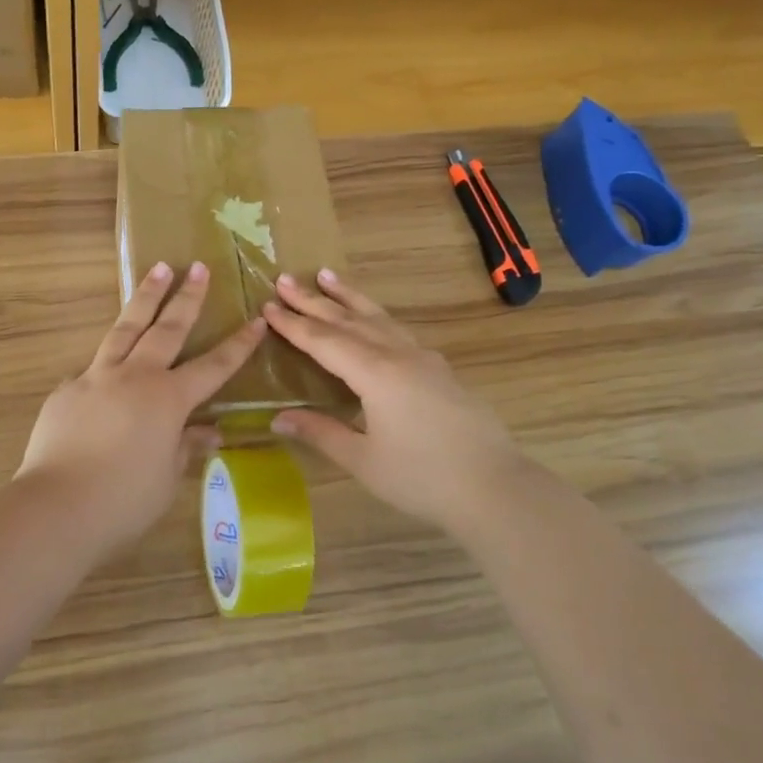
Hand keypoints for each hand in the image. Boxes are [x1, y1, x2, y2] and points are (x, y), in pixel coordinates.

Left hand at [17, 261, 265, 552]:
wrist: (57, 506)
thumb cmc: (123, 500)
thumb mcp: (167, 477)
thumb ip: (186, 447)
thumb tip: (209, 432)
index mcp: (168, 399)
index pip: (213, 366)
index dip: (238, 345)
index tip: (256, 320)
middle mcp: (135, 377)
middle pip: (166, 329)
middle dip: (187, 298)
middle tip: (198, 268)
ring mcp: (96, 378)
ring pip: (125, 328)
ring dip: (145, 298)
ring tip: (158, 269)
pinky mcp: (66, 390)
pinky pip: (91, 368)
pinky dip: (105, 361)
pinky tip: (104, 370)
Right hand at [263, 269, 526, 538]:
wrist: (495, 487)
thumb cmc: (422, 478)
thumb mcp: (363, 460)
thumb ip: (321, 432)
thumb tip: (278, 418)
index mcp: (375, 374)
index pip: (324, 341)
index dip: (293, 324)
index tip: (268, 305)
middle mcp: (398, 355)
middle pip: (348, 320)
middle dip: (313, 300)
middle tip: (284, 278)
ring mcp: (423, 359)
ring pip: (378, 317)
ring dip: (349, 296)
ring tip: (326, 275)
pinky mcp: (439, 370)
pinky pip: (398, 331)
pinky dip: (376, 316)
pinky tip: (374, 319)